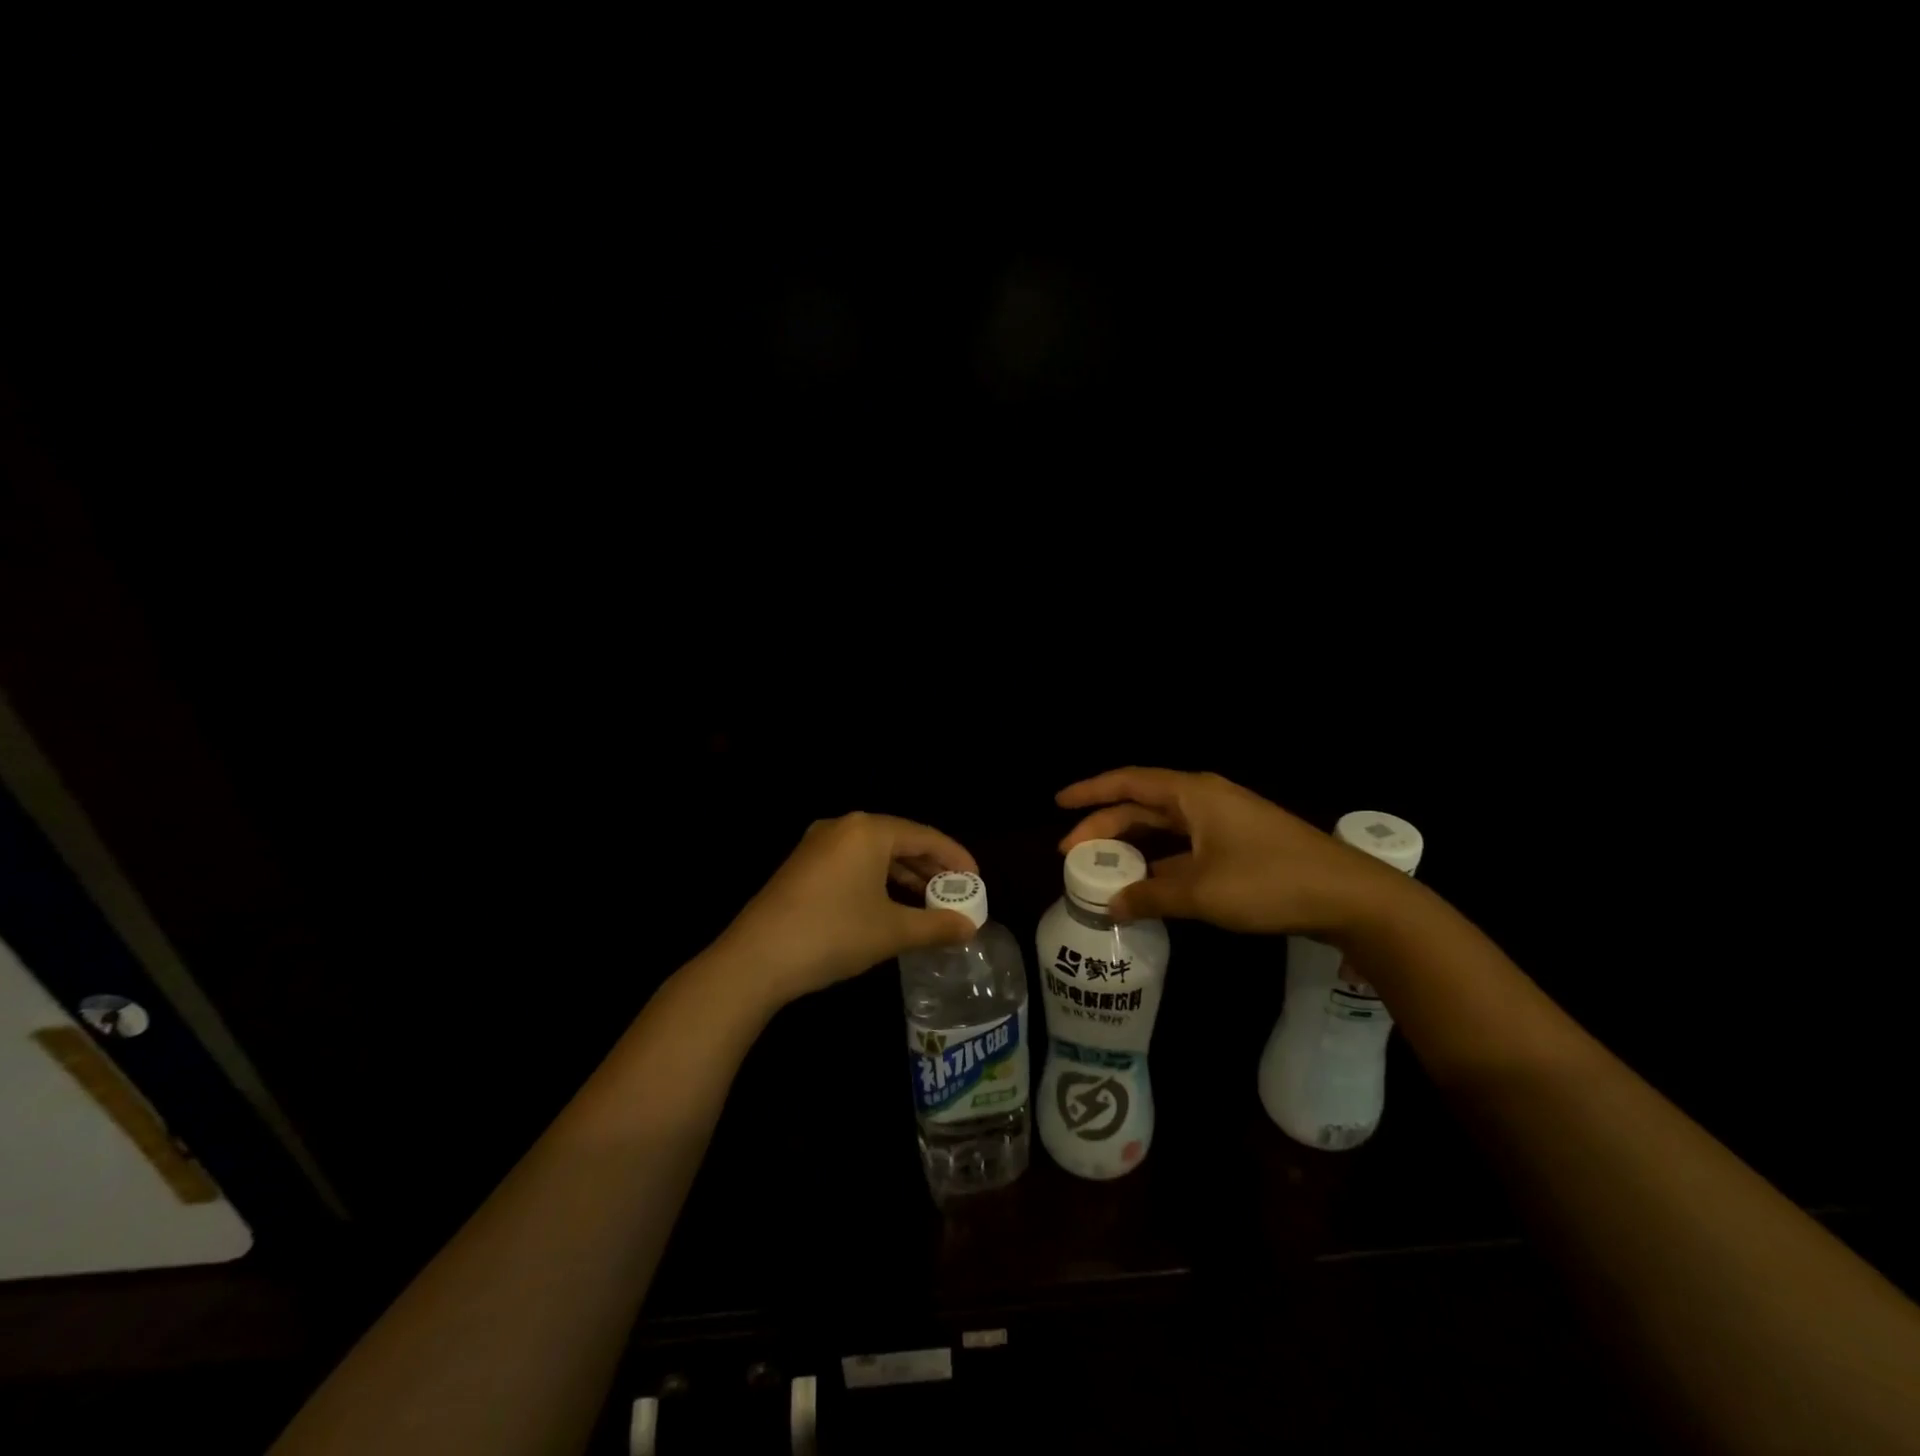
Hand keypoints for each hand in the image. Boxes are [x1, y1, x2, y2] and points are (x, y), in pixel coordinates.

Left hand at [715, 812, 979, 1007]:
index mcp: (868, 830)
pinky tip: (891, 906)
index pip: (925, 836)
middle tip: (956, 894)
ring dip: (905, 876)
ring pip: (875, 854)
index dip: (956, 858)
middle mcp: (843, 827)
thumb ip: (936, 925)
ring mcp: (818, 845)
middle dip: (931, 868)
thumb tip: (970, 928)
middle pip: (900, 841)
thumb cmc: (833, 934)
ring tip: (929, 903)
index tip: (977, 881)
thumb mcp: (891, 931)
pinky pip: (853, 864)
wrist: (755, 959)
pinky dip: (878, 881)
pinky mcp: (803, 866)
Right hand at [1057, 768, 1410, 936]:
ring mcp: (1223, 822)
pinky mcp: (1238, 845)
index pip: (1128, 782)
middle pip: (1142, 805)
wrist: (1350, 896)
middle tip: (1071, 852)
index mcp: (1193, 795)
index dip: (1090, 792)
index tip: (1058, 804)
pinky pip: (1183, 846)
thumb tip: (1110, 905)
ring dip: (1132, 845)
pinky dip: (1159, 861)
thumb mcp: (1202, 893)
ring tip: (1100, 867)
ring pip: (1163, 827)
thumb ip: (1151, 897)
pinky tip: (1145, 883)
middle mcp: (1204, 800)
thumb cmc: (1270, 882)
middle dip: (1104, 826)